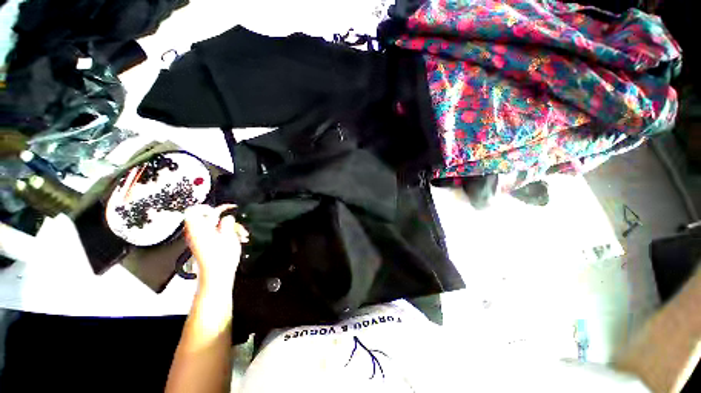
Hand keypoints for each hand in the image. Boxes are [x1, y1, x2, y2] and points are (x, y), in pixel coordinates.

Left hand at [184, 204, 248, 288]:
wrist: (217, 276)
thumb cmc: (221, 257)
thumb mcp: (228, 236)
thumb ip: (227, 222)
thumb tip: (228, 217)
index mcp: (198, 229)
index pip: (193, 211)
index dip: (205, 208)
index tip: (219, 210)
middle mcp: (197, 233)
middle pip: (208, 218)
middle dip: (225, 220)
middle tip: (235, 225)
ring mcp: (202, 240)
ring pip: (216, 227)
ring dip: (230, 228)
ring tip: (241, 235)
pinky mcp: (208, 246)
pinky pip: (217, 234)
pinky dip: (228, 235)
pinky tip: (238, 239)